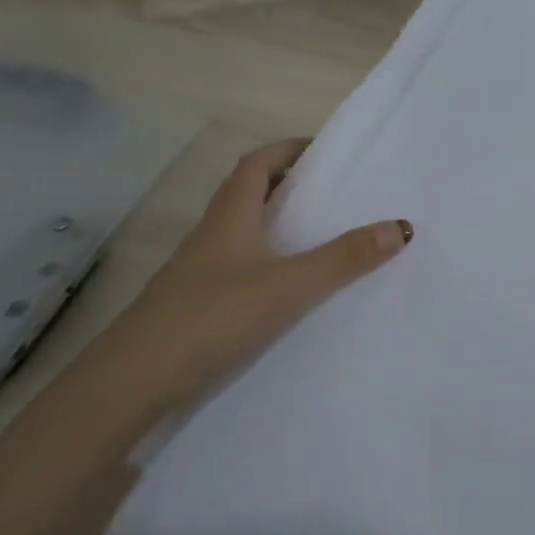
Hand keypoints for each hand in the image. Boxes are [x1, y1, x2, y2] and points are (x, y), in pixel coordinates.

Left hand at [104, 138, 412, 413]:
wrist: (132, 385)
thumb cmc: (212, 317)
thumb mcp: (289, 285)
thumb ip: (344, 258)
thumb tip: (402, 226)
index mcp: (230, 216)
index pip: (258, 163)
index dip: (290, 149)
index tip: (327, 152)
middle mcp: (213, 235)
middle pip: (251, 193)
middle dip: (291, 185)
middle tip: (338, 193)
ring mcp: (201, 273)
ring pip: (246, 233)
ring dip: (280, 225)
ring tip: (326, 236)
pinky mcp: (199, 306)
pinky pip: (242, 268)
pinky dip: (270, 263)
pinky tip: (294, 289)